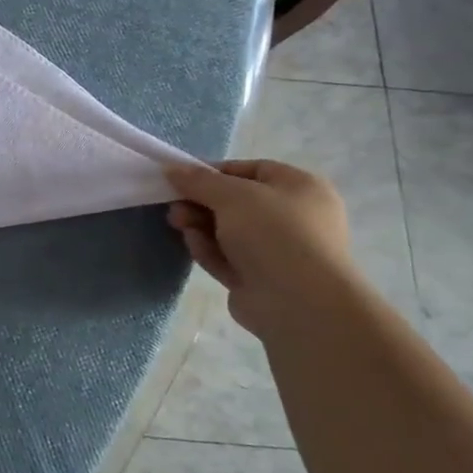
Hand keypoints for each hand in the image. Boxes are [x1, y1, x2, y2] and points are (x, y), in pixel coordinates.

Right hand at [166, 159, 357, 338]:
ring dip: (200, 225)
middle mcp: (294, 217)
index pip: (251, 170)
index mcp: (301, 188)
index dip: (214, 172)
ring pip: (228, 231)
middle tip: (174, 205)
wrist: (300, 303)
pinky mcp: (260, 279)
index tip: (182, 178)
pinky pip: (228, 257)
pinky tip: (192, 245)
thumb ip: (198, 180)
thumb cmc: (274, 233)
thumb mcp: (232, 195)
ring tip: (177, 223)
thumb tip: (171, 168)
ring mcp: (278, 251)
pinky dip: (209, 249)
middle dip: (201, 202)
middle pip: (236, 203)